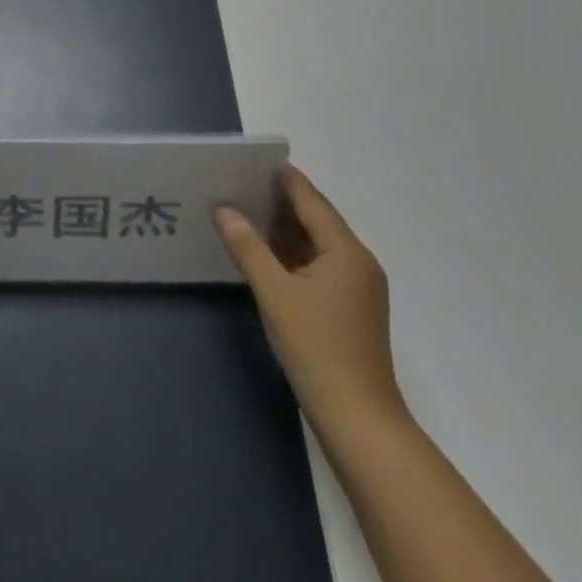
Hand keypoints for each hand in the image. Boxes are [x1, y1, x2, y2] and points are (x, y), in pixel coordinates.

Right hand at [215, 166, 404, 440]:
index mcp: (346, 250)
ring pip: (316, 244)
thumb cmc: (317, 348)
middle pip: (316, 219)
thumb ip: (247, 246)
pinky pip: (318, 266)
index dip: (283, 178)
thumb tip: (223, 209)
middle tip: (238, 184)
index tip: (251, 160)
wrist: (359, 421)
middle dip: (278, 201)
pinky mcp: (350, 309)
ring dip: (283, 229)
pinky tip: (264, 254)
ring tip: (244, 212)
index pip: (311, 199)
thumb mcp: (275, 293)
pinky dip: (292, 254)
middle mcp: (357, 262)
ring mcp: (357, 288)